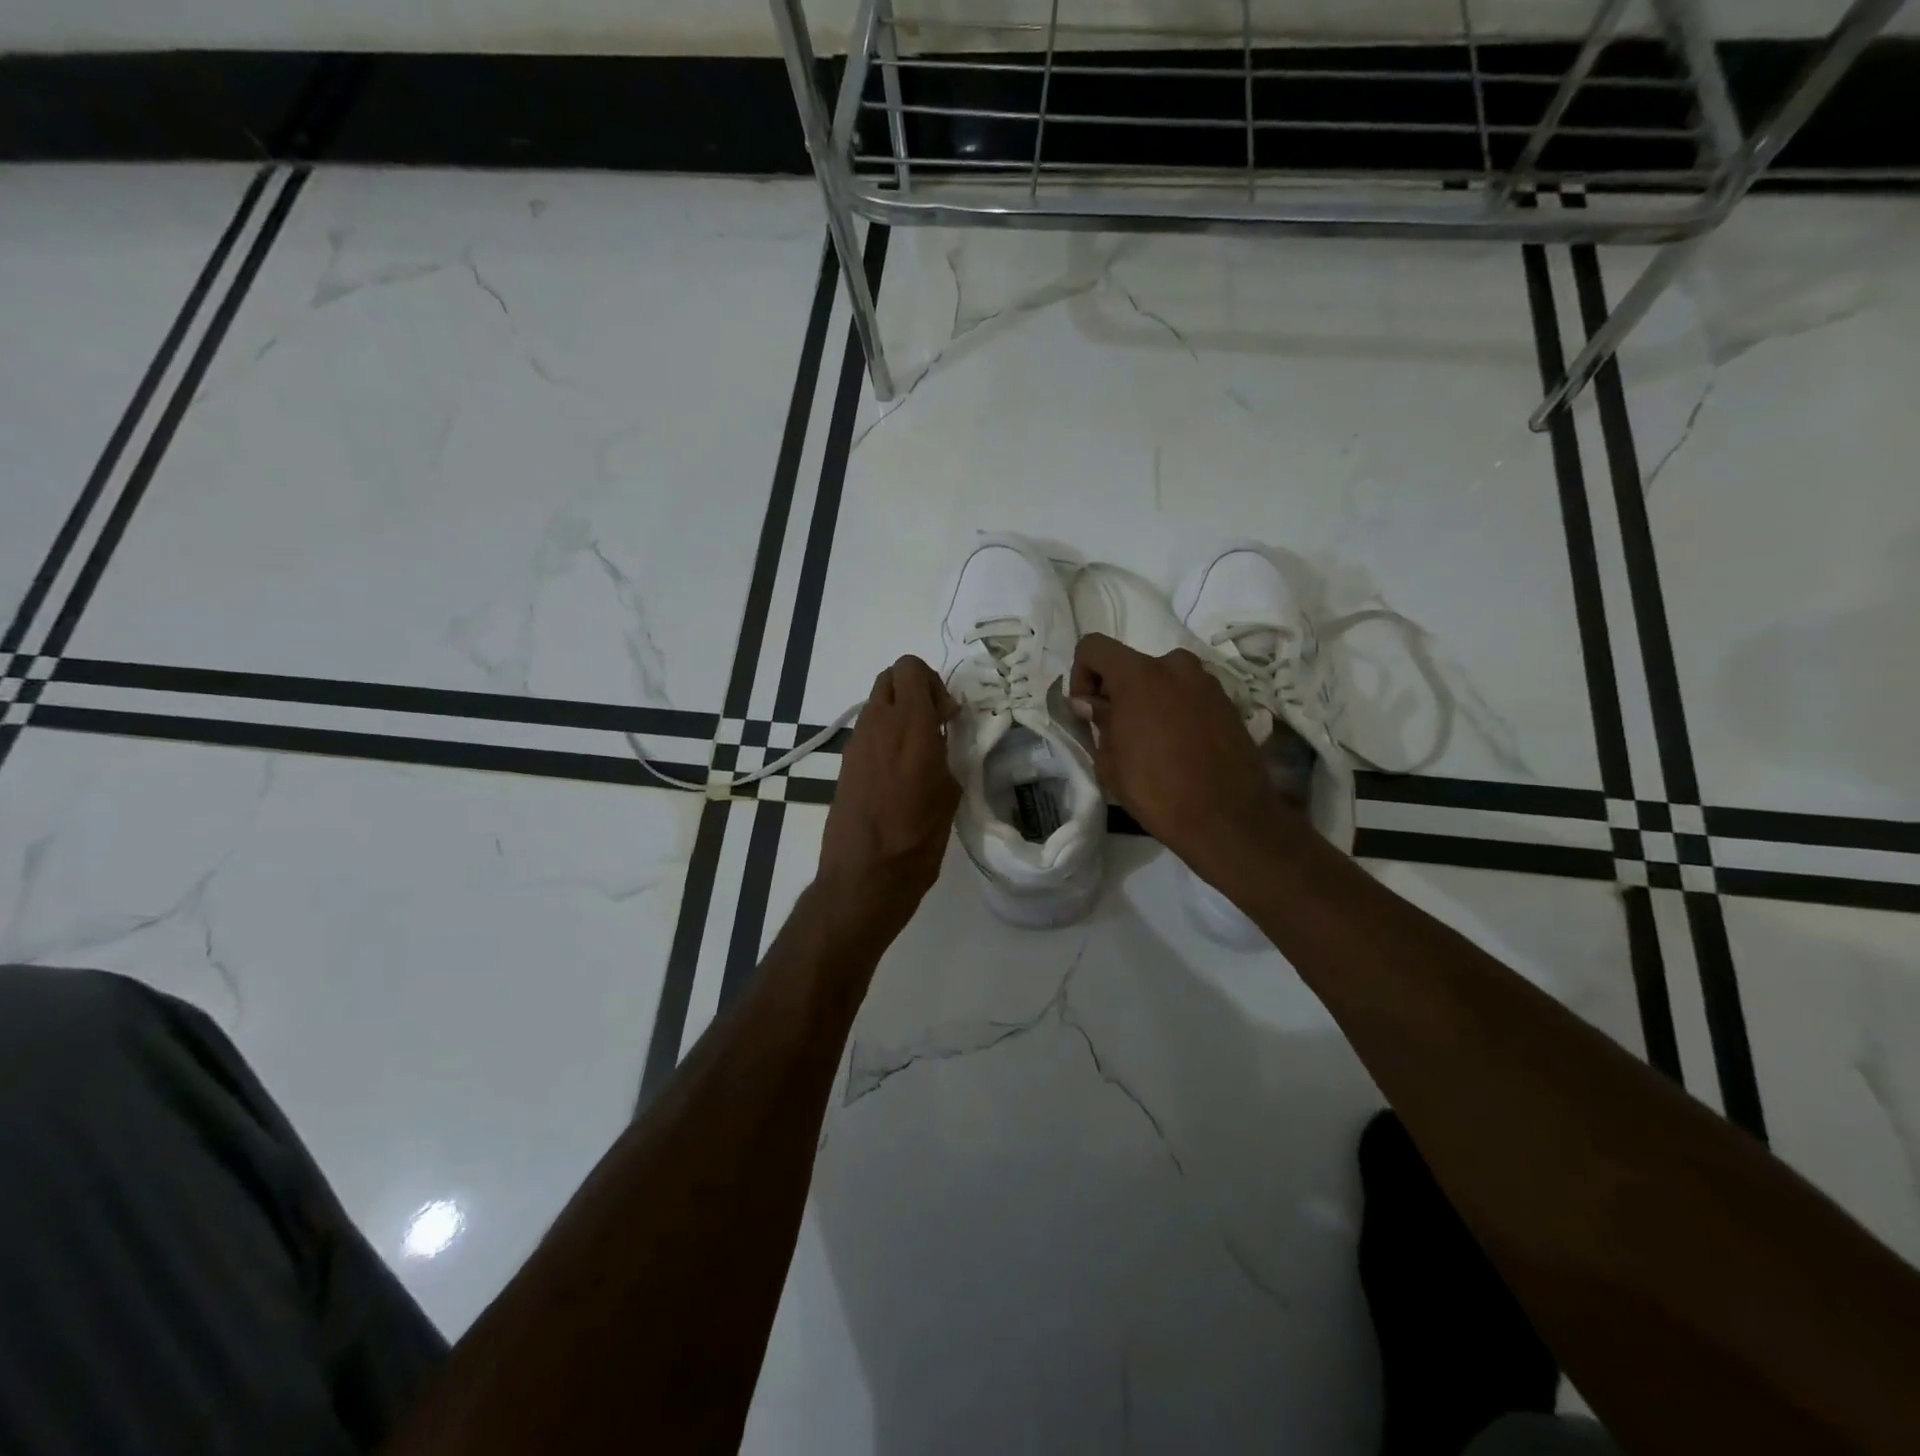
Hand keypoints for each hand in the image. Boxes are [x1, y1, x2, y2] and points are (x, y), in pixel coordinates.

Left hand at [817, 656, 961, 927]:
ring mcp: (856, 743)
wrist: (865, 876)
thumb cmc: (917, 838)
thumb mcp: (949, 793)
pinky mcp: (845, 763)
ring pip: (877, 703)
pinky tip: (898, 772)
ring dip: (898, 712)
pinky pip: (867, 731)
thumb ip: (945, 753)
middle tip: (934, 723)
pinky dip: (884, 735)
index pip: (910, 668)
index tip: (947, 715)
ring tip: (918, 751)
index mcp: (911, 727)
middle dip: (914, 690)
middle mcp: (879, 725)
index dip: (932, 682)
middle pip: (890, 677)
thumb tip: (939, 737)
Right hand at [1069, 633, 1293, 875]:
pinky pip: (1188, 695)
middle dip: (1117, 691)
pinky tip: (1177, 747)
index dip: (1081, 674)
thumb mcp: (1110, 761)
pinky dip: (1175, 710)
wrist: (1228, 819)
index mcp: (1139, 674)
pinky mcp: (1228, 702)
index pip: (1094, 647)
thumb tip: (1092, 704)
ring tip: (1149, 742)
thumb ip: (1099, 721)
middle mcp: (1175, 665)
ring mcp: (1207, 682)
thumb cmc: (1156, 790)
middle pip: (1131, 664)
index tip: (1087, 711)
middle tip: (1116, 730)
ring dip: (1148, 700)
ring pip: (1162, 679)